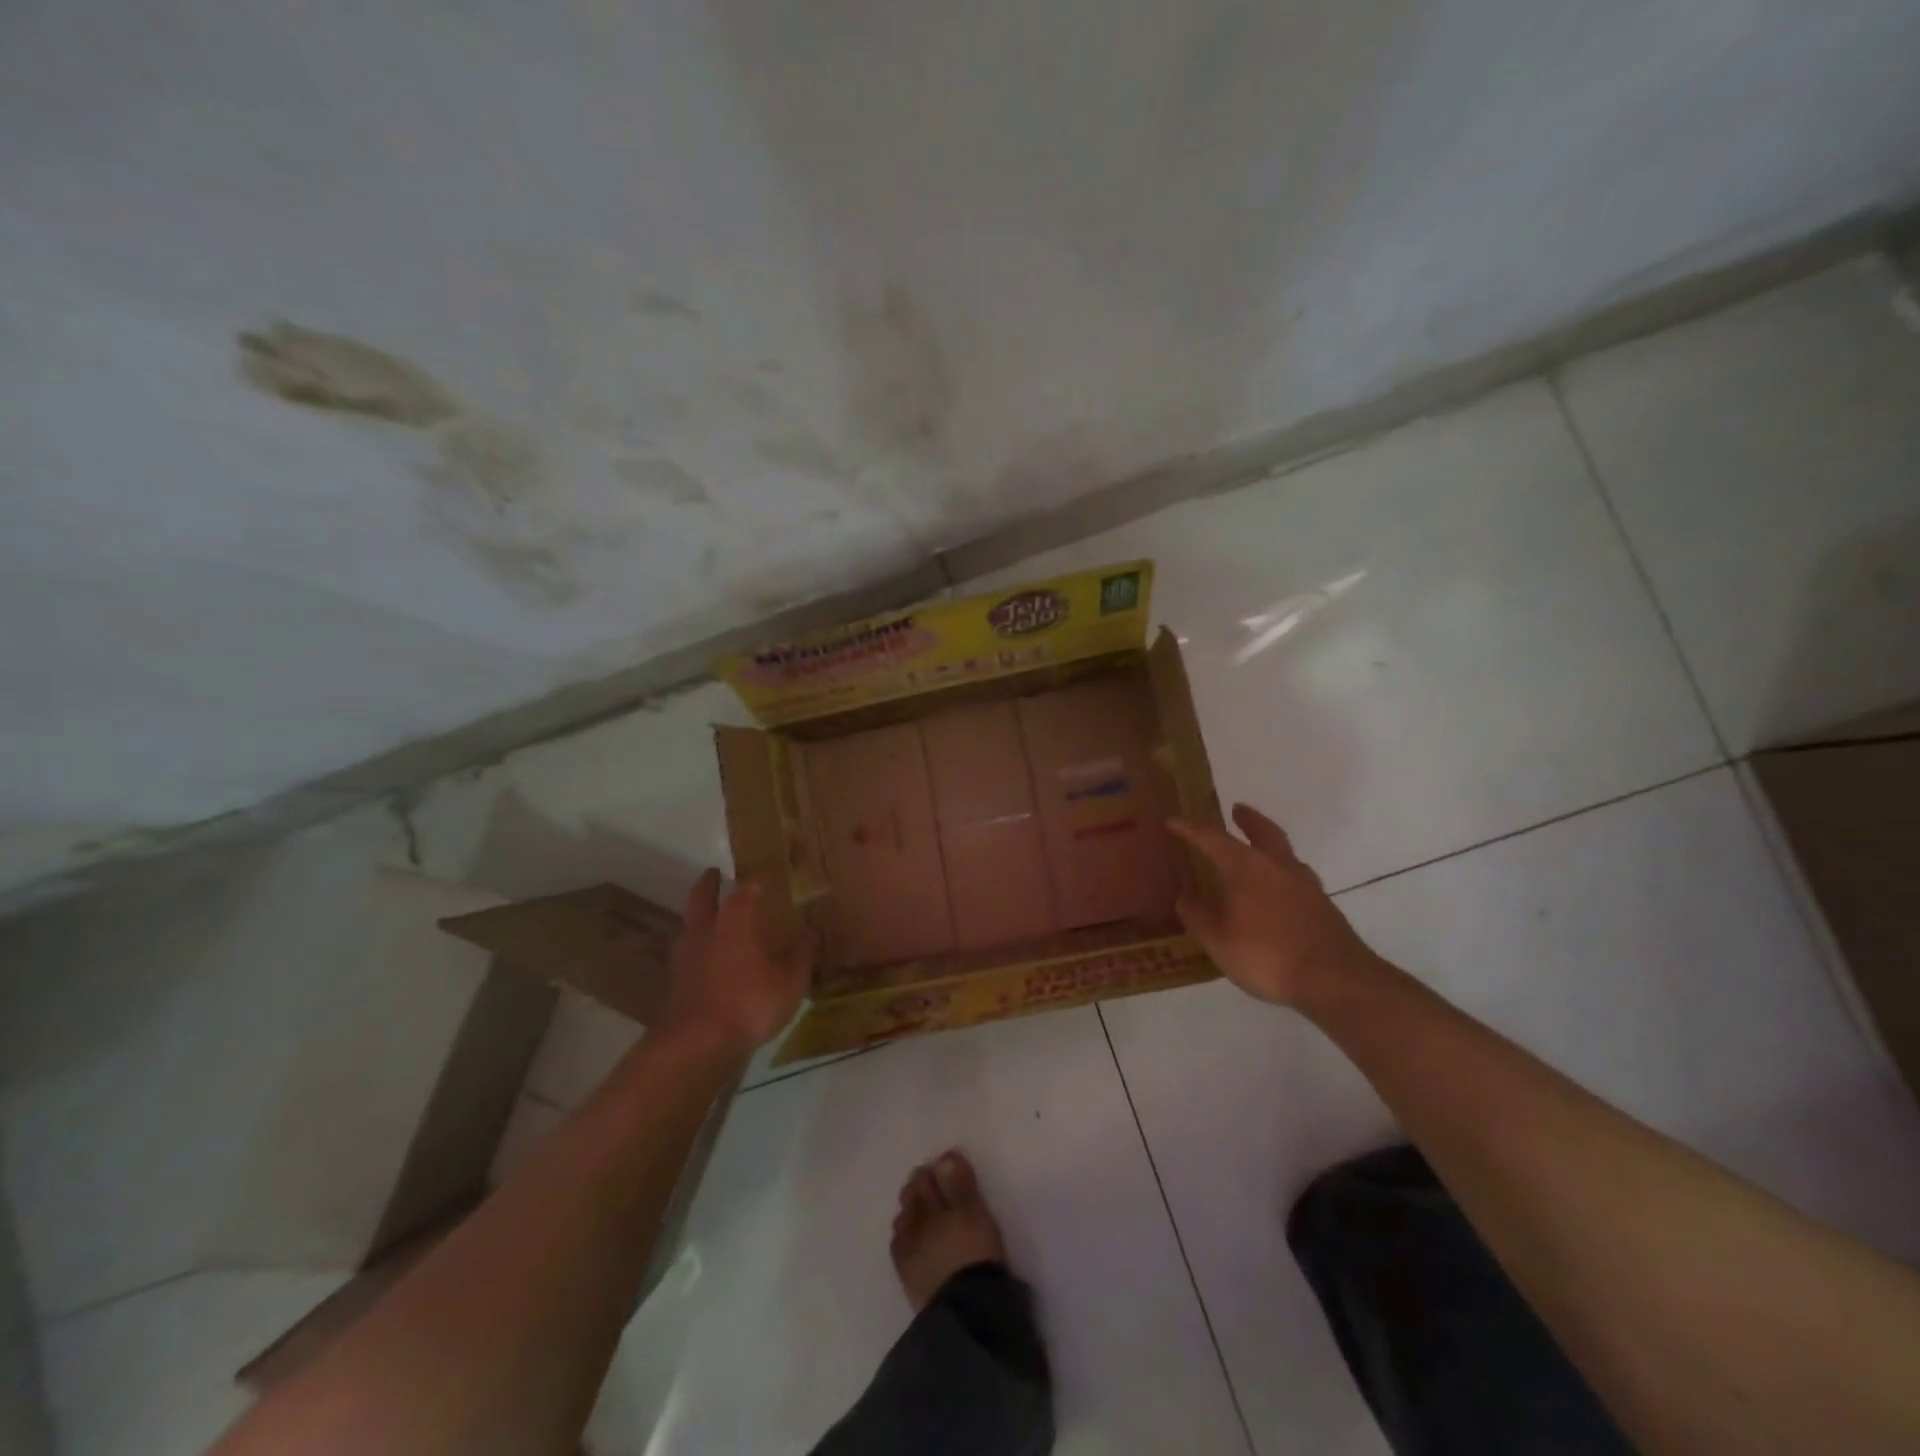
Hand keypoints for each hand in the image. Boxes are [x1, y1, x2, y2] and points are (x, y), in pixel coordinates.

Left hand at [662, 870, 815, 1054]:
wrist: (699, 1043)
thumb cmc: (749, 1001)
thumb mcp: (790, 980)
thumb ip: (801, 956)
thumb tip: (810, 934)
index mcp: (735, 920)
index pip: (744, 891)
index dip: (753, 883)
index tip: (761, 878)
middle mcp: (706, 931)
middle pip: (701, 899)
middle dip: (708, 884)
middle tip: (714, 874)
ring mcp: (686, 958)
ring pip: (690, 927)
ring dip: (699, 918)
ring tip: (711, 919)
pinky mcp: (676, 984)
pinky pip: (688, 956)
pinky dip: (698, 951)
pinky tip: (709, 961)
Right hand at [1169, 804, 1383, 1009]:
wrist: (1334, 980)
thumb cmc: (1266, 954)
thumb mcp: (1218, 940)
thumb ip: (1198, 916)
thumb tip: (1185, 899)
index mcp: (1246, 866)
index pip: (1212, 837)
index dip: (1190, 828)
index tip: (1173, 821)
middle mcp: (1277, 866)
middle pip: (1263, 831)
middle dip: (1248, 819)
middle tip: (1236, 809)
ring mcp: (1305, 885)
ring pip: (1284, 853)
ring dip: (1268, 846)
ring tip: (1257, 853)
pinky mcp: (1323, 906)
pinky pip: (1295, 878)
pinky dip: (1281, 875)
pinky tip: (1276, 893)